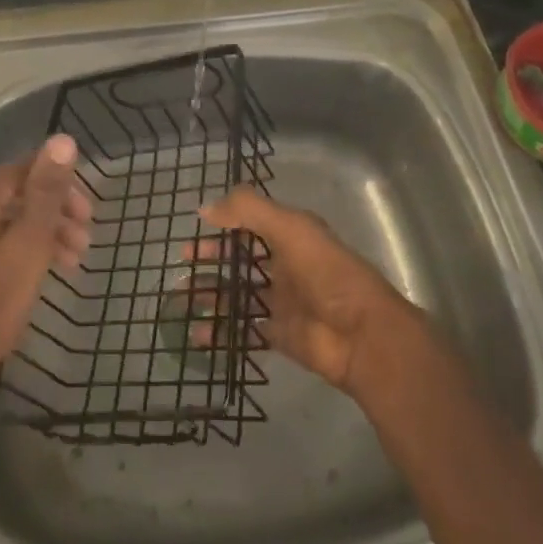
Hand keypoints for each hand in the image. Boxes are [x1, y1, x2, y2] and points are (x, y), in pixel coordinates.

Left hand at [0, 136, 92, 423]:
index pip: (26, 170)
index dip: (62, 189)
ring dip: (41, 234)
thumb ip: (47, 190)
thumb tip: (63, 139)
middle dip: (55, 215)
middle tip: (85, 243)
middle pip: (16, 194)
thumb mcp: (29, 245)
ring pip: (5, 218)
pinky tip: (42, 269)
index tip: (89, 217)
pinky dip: (18, 247)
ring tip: (73, 262)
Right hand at [198, 188, 419, 393]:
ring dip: (210, 294)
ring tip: (180, 297)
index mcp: (291, 236)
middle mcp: (285, 266)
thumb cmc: (326, 273)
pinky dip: (220, 332)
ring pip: (238, 294)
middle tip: (183, 263)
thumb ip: (248, 211)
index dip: (224, 224)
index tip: (195, 228)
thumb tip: (206, 208)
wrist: (362, 335)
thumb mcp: (289, 228)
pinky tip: (197, 333)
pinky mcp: (280, 335)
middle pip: (241, 259)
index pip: (251, 224)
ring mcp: (282, 302)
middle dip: (212, 259)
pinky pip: (243, 330)